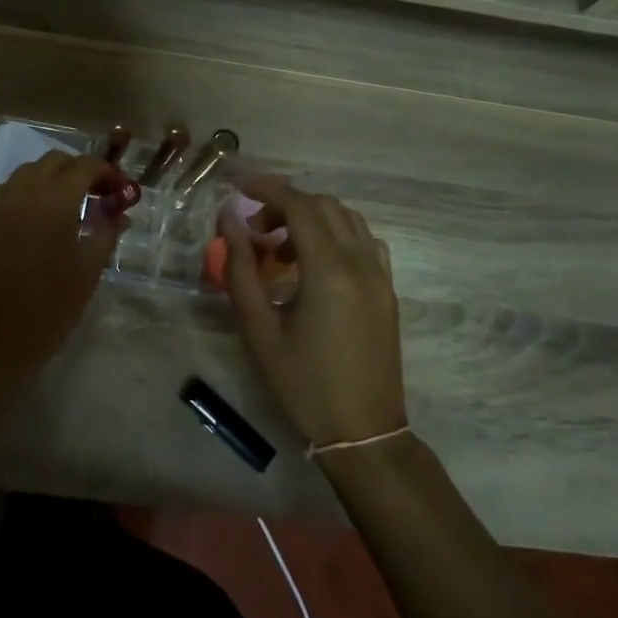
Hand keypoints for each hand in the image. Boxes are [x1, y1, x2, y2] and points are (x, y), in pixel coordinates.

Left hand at [0, 151, 129, 375]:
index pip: (84, 166)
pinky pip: (6, 191)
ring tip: (68, 203)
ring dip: (51, 177)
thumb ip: (106, 232)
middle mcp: (24, 192)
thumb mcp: (89, 269)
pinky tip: (35, 216)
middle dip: (78, 170)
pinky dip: (25, 192)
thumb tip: (119, 213)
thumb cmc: (52, 305)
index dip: (106, 171)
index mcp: (54, 200)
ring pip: (27, 172)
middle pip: (54, 161)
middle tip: (97, 193)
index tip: (120, 189)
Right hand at [221, 176, 403, 445]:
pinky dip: (336, 233)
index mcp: (328, 271)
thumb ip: (241, 269)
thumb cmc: (302, 384)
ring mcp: (380, 276)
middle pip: (324, 206)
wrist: (362, 432)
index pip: (299, 206)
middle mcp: (360, 264)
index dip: (266, 188)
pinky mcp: (388, 291)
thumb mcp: (259, 328)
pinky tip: (315, 261)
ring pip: (348, 219)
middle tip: (255, 229)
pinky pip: (364, 241)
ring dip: (312, 217)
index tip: (237, 185)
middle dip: (286, 203)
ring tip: (281, 247)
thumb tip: (229, 223)